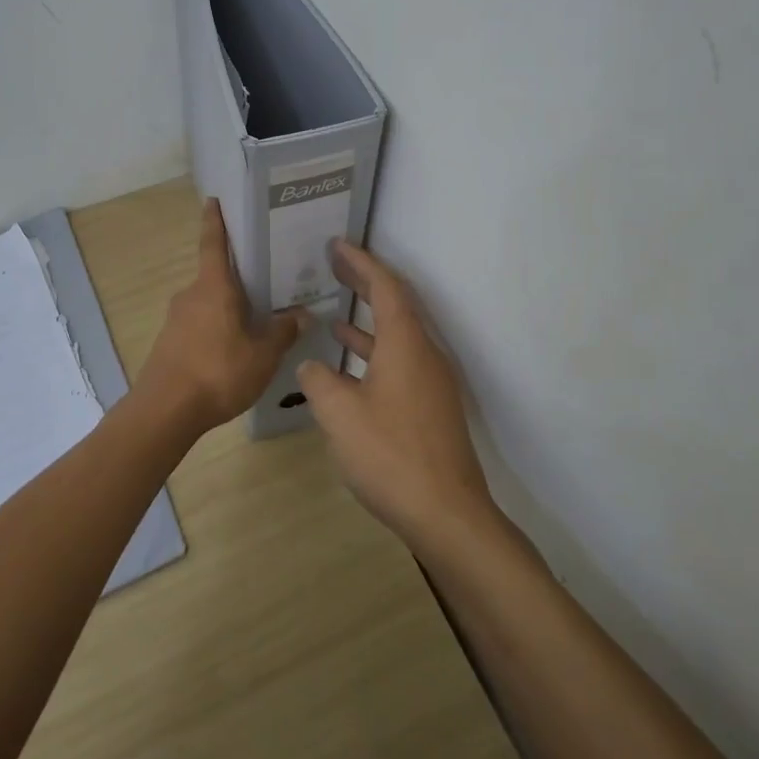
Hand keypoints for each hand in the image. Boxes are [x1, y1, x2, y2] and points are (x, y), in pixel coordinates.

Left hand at [135, 198, 308, 437]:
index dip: (215, 221)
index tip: (212, 200)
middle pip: (216, 277)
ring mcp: (176, 320)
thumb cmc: (218, 372)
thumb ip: (283, 332)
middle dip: (237, 278)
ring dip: (228, 308)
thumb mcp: (263, 355)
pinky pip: (199, 325)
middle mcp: (191, 295)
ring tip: (256, 321)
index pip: (214, 244)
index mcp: (213, 287)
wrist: (165, 411)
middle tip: (265, 280)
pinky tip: (232, 350)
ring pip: (208, 304)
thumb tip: (302, 314)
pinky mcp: (169, 343)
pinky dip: (216, 329)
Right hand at [295, 241, 497, 548]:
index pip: (386, 286)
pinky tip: (348, 366)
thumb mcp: (340, 414)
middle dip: (364, 283)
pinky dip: (374, 353)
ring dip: (367, 321)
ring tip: (333, 312)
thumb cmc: (390, 454)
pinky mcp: (430, 406)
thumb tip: (312, 365)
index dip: (361, 262)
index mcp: (406, 344)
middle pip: (395, 305)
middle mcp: (424, 354)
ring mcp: (431, 381)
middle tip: (333, 265)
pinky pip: (400, 361)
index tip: (337, 244)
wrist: (446, 513)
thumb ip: (319, 381)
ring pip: (397, 336)